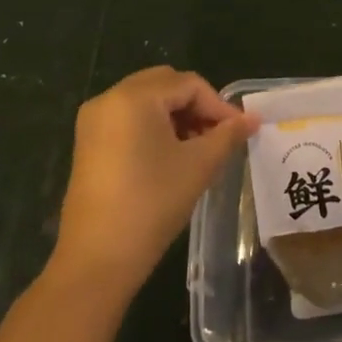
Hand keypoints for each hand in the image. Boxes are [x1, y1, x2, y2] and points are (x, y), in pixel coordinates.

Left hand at [52, 66, 256, 295]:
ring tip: (198, 149)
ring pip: (146, 101)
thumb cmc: (152, 203)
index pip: (188, 84)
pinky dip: (154, 127)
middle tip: (219, 136)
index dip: (218, 106)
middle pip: (165, 84)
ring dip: (176, 116)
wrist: (98, 258)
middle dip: (196, 106)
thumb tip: (252, 119)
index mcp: (134, 97)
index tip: (239, 132)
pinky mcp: (88, 142)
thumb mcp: (198, 165)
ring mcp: (94, 120)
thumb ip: (227, 135)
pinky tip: (171, 156)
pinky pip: (128, 118)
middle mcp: (109, 98)